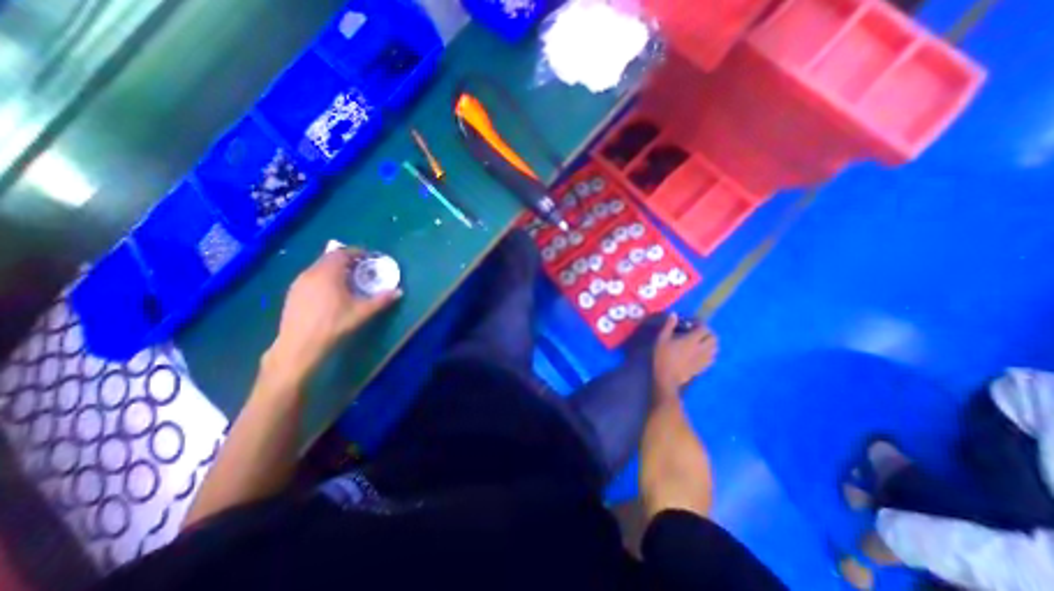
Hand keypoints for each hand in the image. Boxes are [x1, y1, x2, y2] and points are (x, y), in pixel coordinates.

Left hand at [263, 248, 403, 382]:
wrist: (300, 345)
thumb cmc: (334, 325)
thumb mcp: (362, 312)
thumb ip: (381, 300)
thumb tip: (399, 292)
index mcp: (327, 273)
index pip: (341, 253)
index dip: (356, 252)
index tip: (368, 256)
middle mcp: (310, 273)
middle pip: (329, 258)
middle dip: (346, 259)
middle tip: (361, 267)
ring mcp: (298, 283)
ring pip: (318, 267)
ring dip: (334, 268)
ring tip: (348, 279)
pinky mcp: (292, 294)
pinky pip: (311, 277)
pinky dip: (324, 277)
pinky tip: (331, 292)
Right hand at [652, 313, 716, 401]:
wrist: (667, 377)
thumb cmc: (663, 356)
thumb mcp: (662, 338)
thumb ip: (669, 325)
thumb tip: (674, 314)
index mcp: (692, 340)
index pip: (704, 328)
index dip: (700, 324)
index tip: (692, 324)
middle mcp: (701, 349)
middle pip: (714, 338)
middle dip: (708, 333)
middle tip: (698, 332)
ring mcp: (703, 359)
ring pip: (715, 349)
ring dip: (710, 343)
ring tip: (701, 342)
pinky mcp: (703, 367)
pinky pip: (712, 359)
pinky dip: (710, 353)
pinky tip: (701, 353)